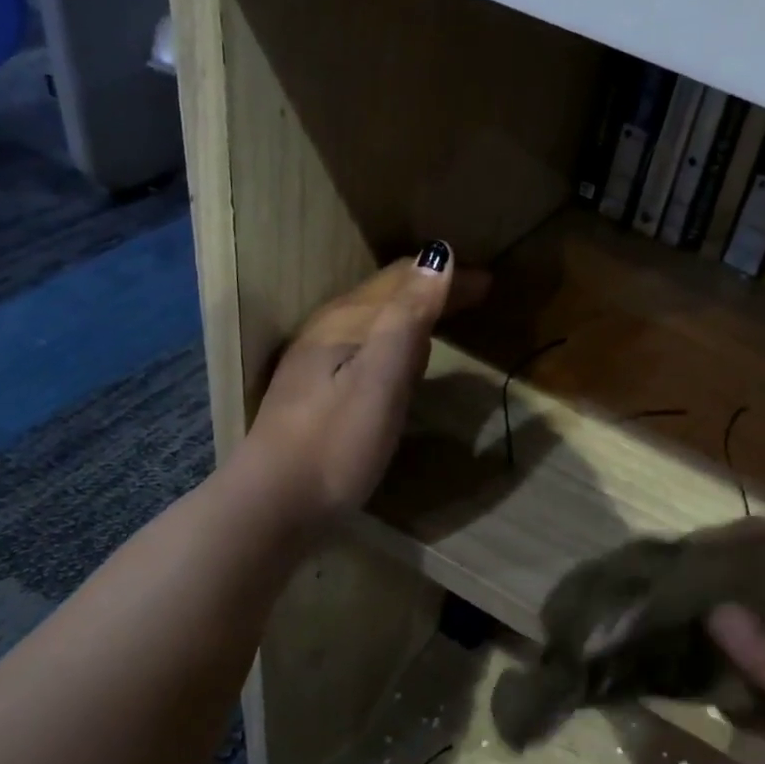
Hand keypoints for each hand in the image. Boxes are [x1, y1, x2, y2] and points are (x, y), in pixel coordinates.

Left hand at [242, 242, 488, 528]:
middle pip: (386, 296)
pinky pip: (368, 349)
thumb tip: (440, 257)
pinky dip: (397, 342)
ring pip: (375, 323)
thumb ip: (408, 319)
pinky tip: (404, 362)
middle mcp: (326, 332)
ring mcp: (318, 364)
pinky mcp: (318, 395)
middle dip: (432, 289)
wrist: (274, 506)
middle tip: (478, 293)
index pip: (401, 280)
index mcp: (344, 323)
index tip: (490, 281)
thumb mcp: (380, 380)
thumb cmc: (335, 444)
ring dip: (414, 313)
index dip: (445, 276)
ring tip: (447, 317)